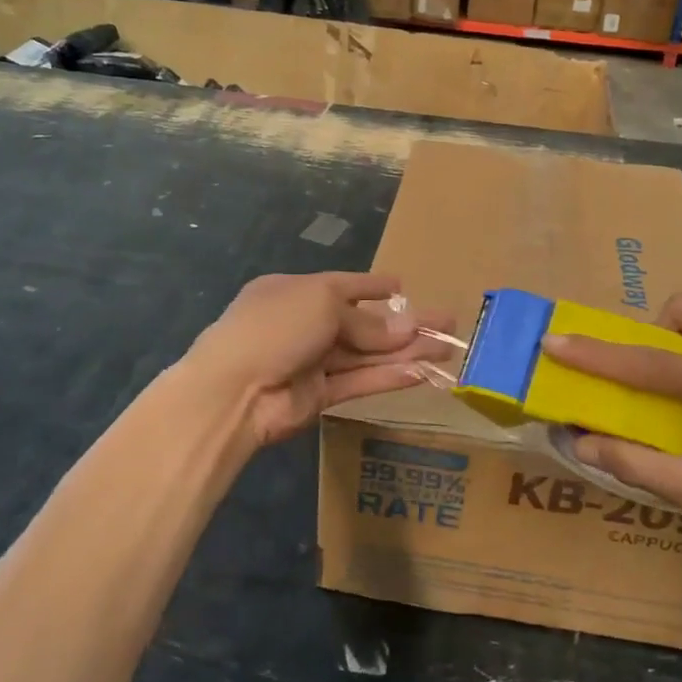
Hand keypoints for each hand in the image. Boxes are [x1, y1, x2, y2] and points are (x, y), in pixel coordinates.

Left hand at [186, 272, 457, 450]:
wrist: (234, 390)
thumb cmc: (276, 326)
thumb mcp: (322, 304)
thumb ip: (365, 321)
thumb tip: (406, 329)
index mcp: (296, 291)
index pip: (343, 285)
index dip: (374, 286)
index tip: (402, 287)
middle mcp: (305, 324)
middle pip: (363, 323)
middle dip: (404, 324)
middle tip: (447, 323)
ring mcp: (312, 361)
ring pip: (367, 354)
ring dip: (406, 352)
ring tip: (447, 349)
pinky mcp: (319, 396)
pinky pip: (360, 381)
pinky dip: (389, 377)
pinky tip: (421, 373)